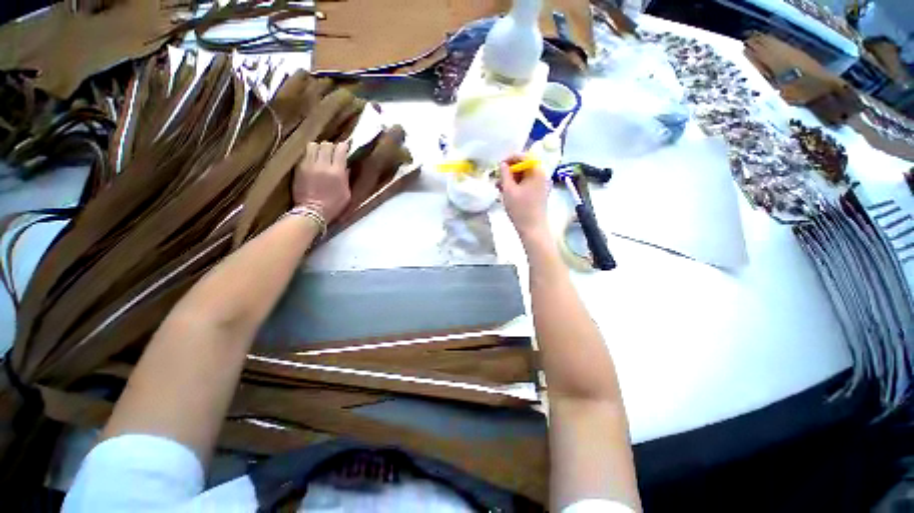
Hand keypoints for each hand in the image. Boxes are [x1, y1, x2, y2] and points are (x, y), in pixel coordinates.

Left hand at [293, 141, 350, 221]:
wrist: (312, 212)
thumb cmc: (334, 205)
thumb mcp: (346, 193)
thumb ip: (346, 178)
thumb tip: (345, 167)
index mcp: (337, 172)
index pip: (340, 150)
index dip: (344, 146)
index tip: (346, 147)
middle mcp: (322, 165)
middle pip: (326, 145)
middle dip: (331, 146)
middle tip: (333, 152)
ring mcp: (309, 165)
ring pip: (313, 145)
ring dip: (319, 148)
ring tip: (321, 154)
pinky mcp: (299, 168)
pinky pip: (305, 154)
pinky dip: (310, 155)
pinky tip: (313, 161)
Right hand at [499, 154, 550, 242]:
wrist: (532, 229)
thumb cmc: (520, 209)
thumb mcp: (508, 190)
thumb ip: (504, 174)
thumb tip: (502, 164)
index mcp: (537, 172)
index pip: (524, 156)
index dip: (510, 158)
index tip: (499, 165)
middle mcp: (541, 176)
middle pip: (524, 166)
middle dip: (509, 170)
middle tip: (497, 177)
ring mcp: (541, 185)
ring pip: (524, 176)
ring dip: (511, 179)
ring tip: (498, 187)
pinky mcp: (538, 194)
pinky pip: (526, 184)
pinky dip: (516, 186)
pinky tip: (506, 192)